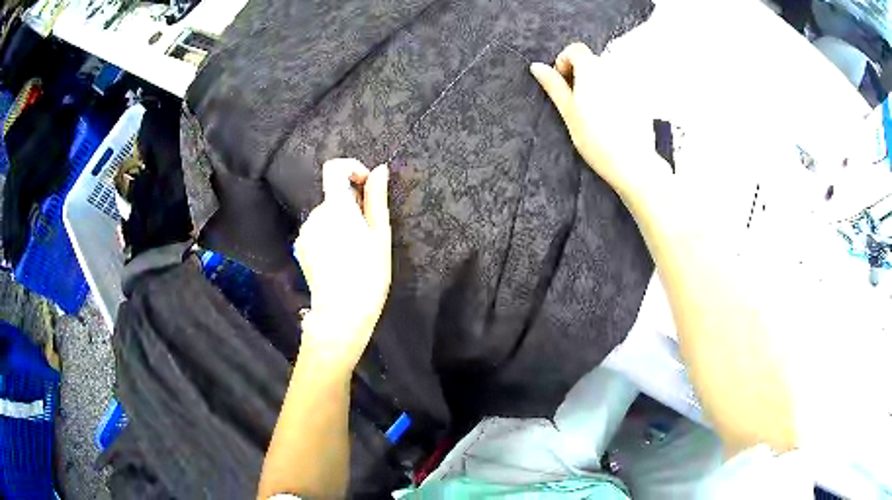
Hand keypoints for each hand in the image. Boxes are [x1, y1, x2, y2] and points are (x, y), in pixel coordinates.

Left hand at [294, 158, 391, 371]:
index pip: (334, 168)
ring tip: (354, 251)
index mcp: (336, 207)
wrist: (342, 312)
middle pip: (333, 196)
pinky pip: (317, 231)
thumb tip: (379, 170)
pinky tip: (340, 260)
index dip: (351, 169)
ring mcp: (305, 232)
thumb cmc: (369, 274)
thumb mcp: (379, 235)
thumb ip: (376, 198)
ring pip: (326, 215)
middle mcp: (315, 215)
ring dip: (340, 223)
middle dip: (350, 206)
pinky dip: (329, 236)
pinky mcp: (300, 247)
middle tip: (367, 232)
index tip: (365, 186)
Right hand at [530, 42, 660, 195]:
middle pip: (592, 62)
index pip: (576, 49)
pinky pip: (621, 89)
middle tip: (576, 102)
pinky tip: (612, 121)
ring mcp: (630, 85)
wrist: (633, 164)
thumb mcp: (569, 113)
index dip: (565, 61)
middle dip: (581, 75)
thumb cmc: (597, 140)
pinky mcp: (640, 100)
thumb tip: (537, 67)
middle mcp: (614, 71)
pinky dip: (613, 97)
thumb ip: (554, 86)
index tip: (563, 83)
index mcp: (593, 70)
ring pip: (607, 76)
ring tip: (595, 115)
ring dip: (597, 86)